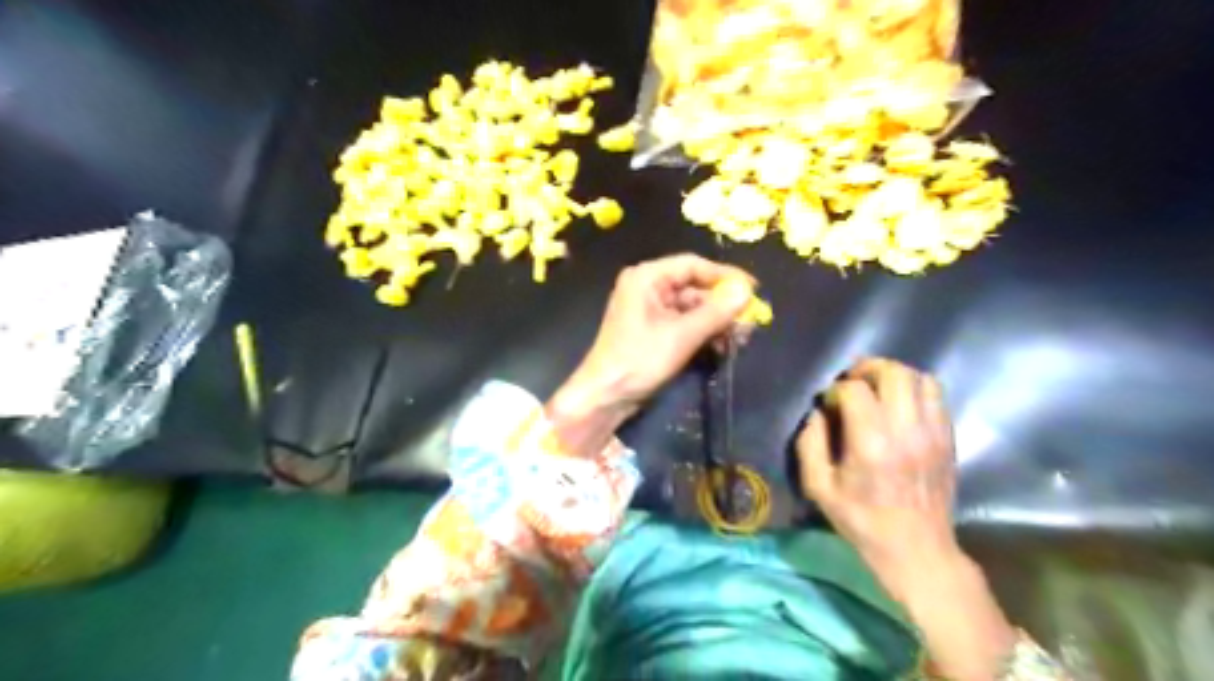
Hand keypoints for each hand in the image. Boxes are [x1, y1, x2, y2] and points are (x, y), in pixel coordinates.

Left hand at [553, 253, 756, 425]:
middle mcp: (648, 288)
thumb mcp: (681, 335)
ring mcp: (650, 310)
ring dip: (717, 322)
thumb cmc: (639, 360)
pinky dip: (704, 333)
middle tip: (750, 322)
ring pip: (693, 308)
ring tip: (741, 339)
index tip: (753, 290)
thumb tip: (748, 289)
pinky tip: (723, 347)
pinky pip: (685, 324)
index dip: (724, 275)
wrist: (606, 396)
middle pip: (695, 287)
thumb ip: (716, 312)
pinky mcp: (654, 331)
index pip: (692, 265)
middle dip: (723, 305)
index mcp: (647, 278)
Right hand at [792, 359, 1015, 677]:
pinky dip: (915, 390)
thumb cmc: (862, 521)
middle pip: (894, 373)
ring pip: (920, 378)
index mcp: (870, 444)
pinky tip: (900, 406)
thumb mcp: (819, 488)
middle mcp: (906, 431)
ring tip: (878, 389)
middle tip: (853, 381)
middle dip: (868, 368)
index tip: (829, 404)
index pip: (854, 391)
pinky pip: (937, 396)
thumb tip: (818, 414)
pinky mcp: (948, 439)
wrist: (917, 550)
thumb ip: (809, 444)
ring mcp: (933, 433)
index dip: (836, 390)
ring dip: (895, 376)